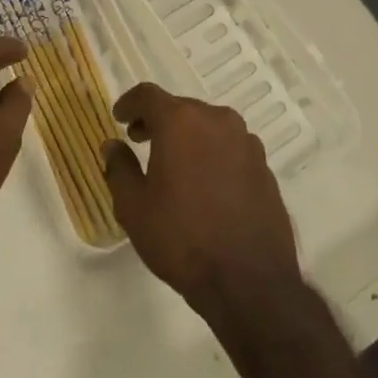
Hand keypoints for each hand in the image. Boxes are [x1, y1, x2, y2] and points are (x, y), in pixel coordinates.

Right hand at [103, 83, 301, 326]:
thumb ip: (119, 168)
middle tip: (141, 141)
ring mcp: (246, 142)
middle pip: (181, 108)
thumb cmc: (182, 239)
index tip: (119, 118)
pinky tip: (206, 186)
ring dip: (188, 136)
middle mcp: (217, 120)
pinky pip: (230, 148)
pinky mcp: (265, 167)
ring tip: (174, 165)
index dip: (129, 103)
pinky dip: (213, 155)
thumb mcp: (134, 207)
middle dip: (158, 121)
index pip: (148, 95)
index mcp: (181, 121)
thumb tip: (113, 145)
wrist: (249, 282)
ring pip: (208, 126)